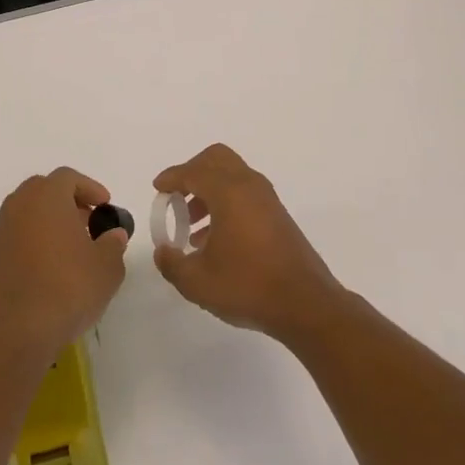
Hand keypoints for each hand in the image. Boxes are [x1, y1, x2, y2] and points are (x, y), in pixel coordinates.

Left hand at [0, 168, 127, 359]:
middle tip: (87, 223)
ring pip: (26, 214)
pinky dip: (32, 244)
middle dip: (67, 202)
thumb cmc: (67, 289)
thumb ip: (113, 244)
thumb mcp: (106, 268)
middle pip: (43, 191)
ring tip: (69, 249)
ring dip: (48, 223)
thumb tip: (113, 234)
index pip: (68, 177)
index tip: (105, 206)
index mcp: (46, 197)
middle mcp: (18, 206)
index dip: (89, 188)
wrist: (15, 332)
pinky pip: (15, 239)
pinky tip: (47, 271)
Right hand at [152, 143, 346, 342]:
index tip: (158, 189)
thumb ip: (172, 264)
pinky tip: (216, 239)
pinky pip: (244, 193)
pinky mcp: (278, 215)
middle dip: (192, 172)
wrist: (306, 304)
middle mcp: (248, 185)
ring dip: (208, 190)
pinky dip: (226, 203)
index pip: (193, 172)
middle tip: (176, 197)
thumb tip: (163, 251)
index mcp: (228, 192)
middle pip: (216, 159)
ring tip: (192, 225)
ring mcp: (267, 199)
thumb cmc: (248, 286)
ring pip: (231, 176)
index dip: (171, 178)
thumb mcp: (198, 282)